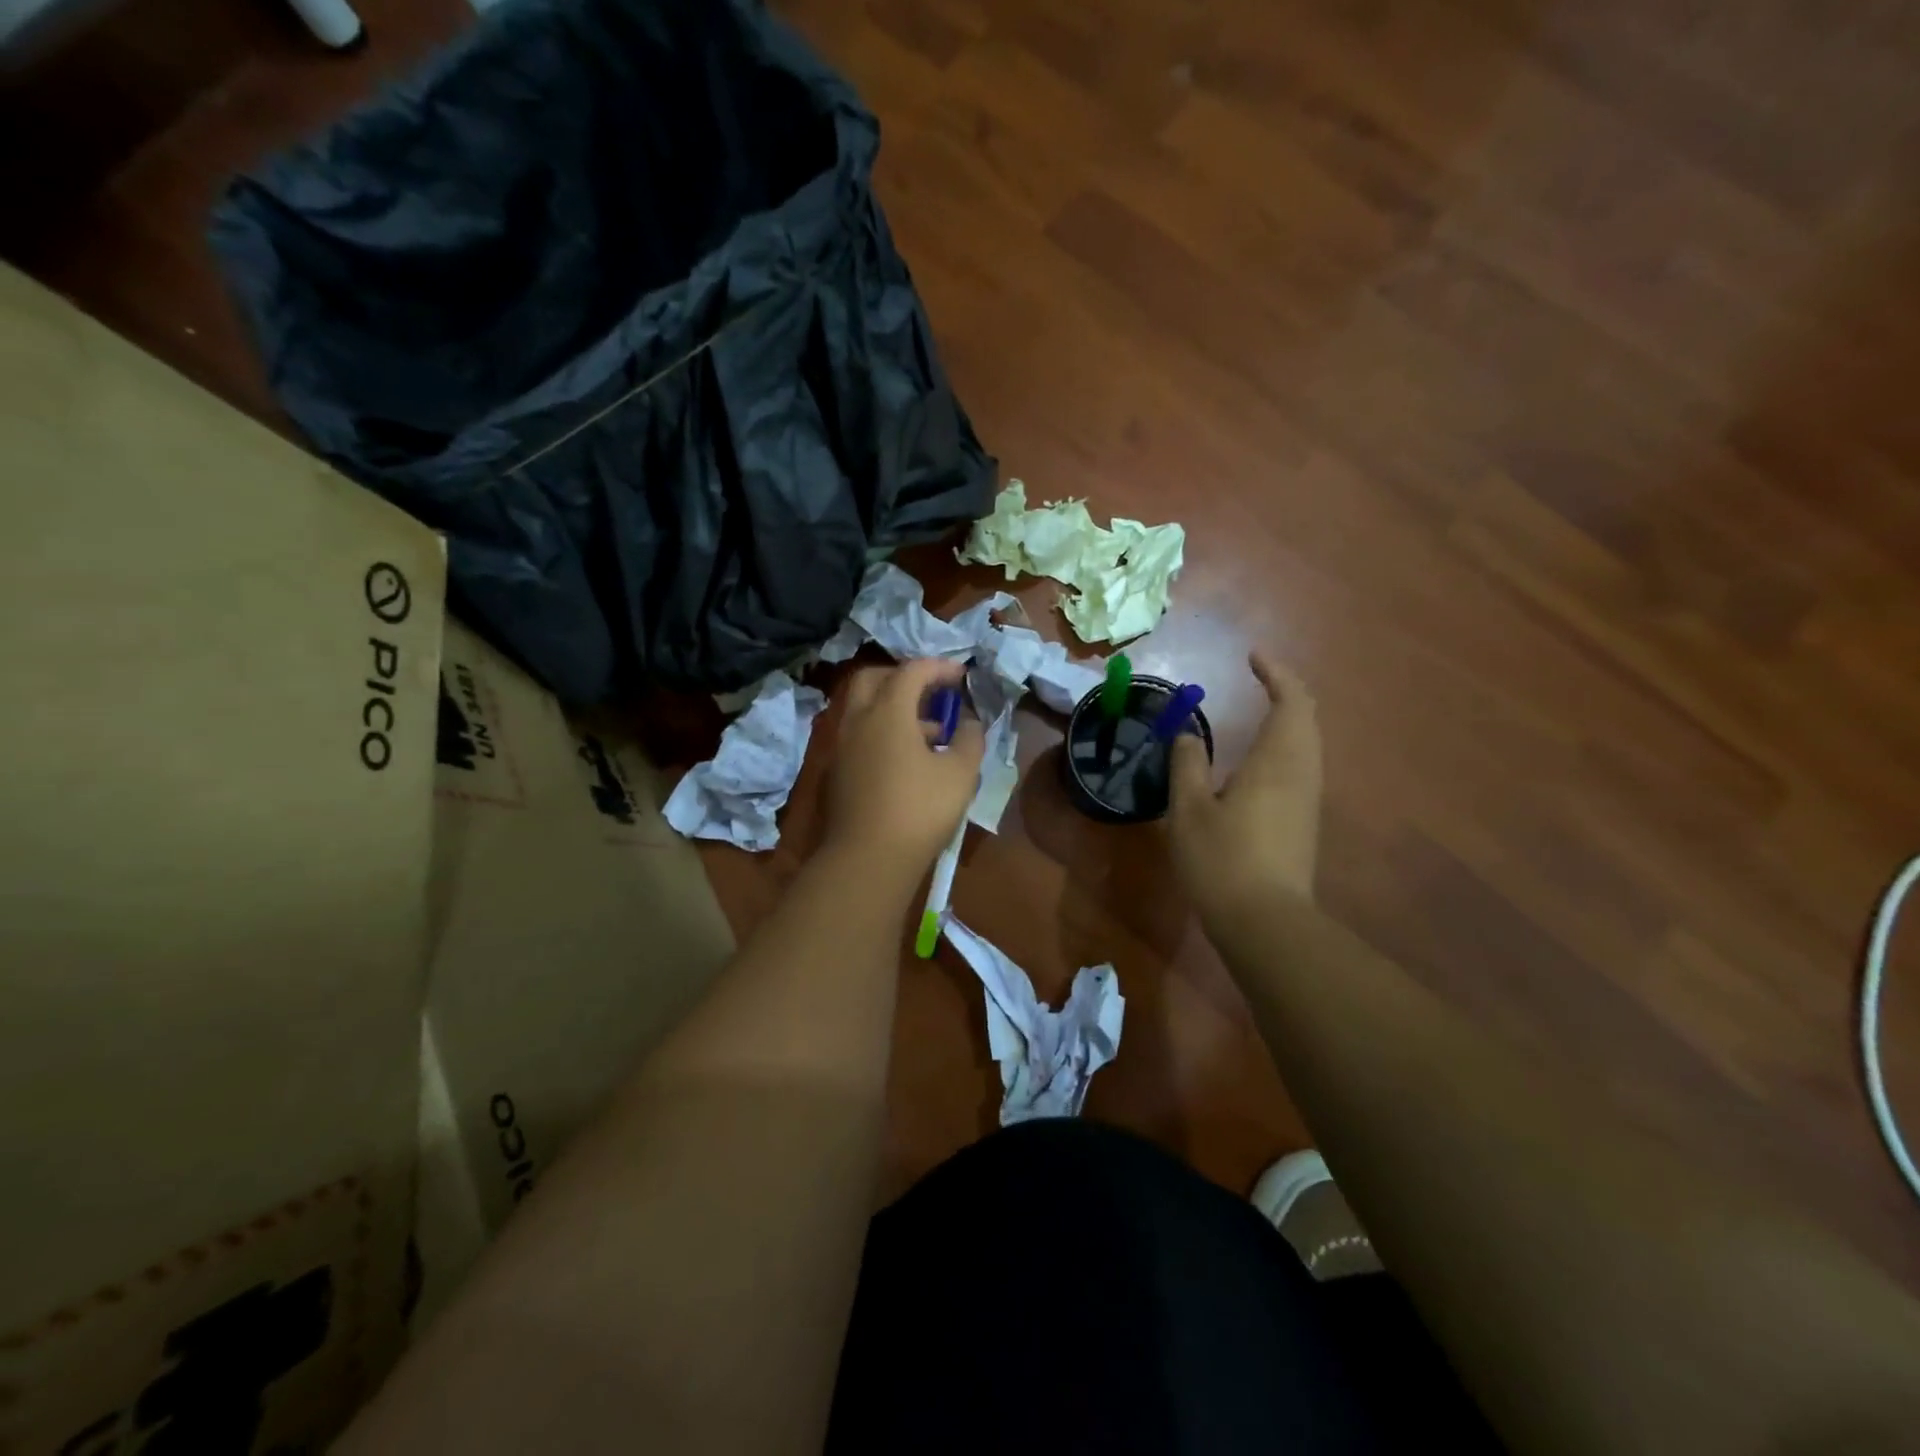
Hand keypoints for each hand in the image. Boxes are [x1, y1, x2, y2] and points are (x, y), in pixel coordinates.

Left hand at [824, 658, 984, 872]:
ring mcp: (842, 746)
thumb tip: (969, 722)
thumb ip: (970, 739)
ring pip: (865, 709)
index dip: (940, 668)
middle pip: (875, 678)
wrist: (867, 860)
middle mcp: (857, 720)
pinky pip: (860, 734)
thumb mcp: (960, 773)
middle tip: (933, 691)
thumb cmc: (919, 810)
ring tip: (931, 731)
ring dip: (895, 707)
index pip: (912, 671)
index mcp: (887, 711)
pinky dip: (882, 731)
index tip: (963, 676)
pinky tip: (908, 759)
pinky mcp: (837, 771)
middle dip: (905, 677)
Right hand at [1168, 652, 1321, 923]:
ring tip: (1257, 712)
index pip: (1291, 700)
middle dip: (1286, 692)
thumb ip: (1187, 764)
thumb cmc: (1222, 858)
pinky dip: (1284, 746)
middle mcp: (1302, 772)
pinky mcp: (1304, 822)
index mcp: (1277, 760)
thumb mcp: (1189, 808)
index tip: (1251, 658)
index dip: (1275, 673)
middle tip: (1258, 679)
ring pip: (1307, 743)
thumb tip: (1186, 734)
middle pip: (1307, 718)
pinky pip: (1301, 766)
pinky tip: (1256, 763)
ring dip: (1288, 719)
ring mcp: (1308, 799)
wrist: (1266, 921)